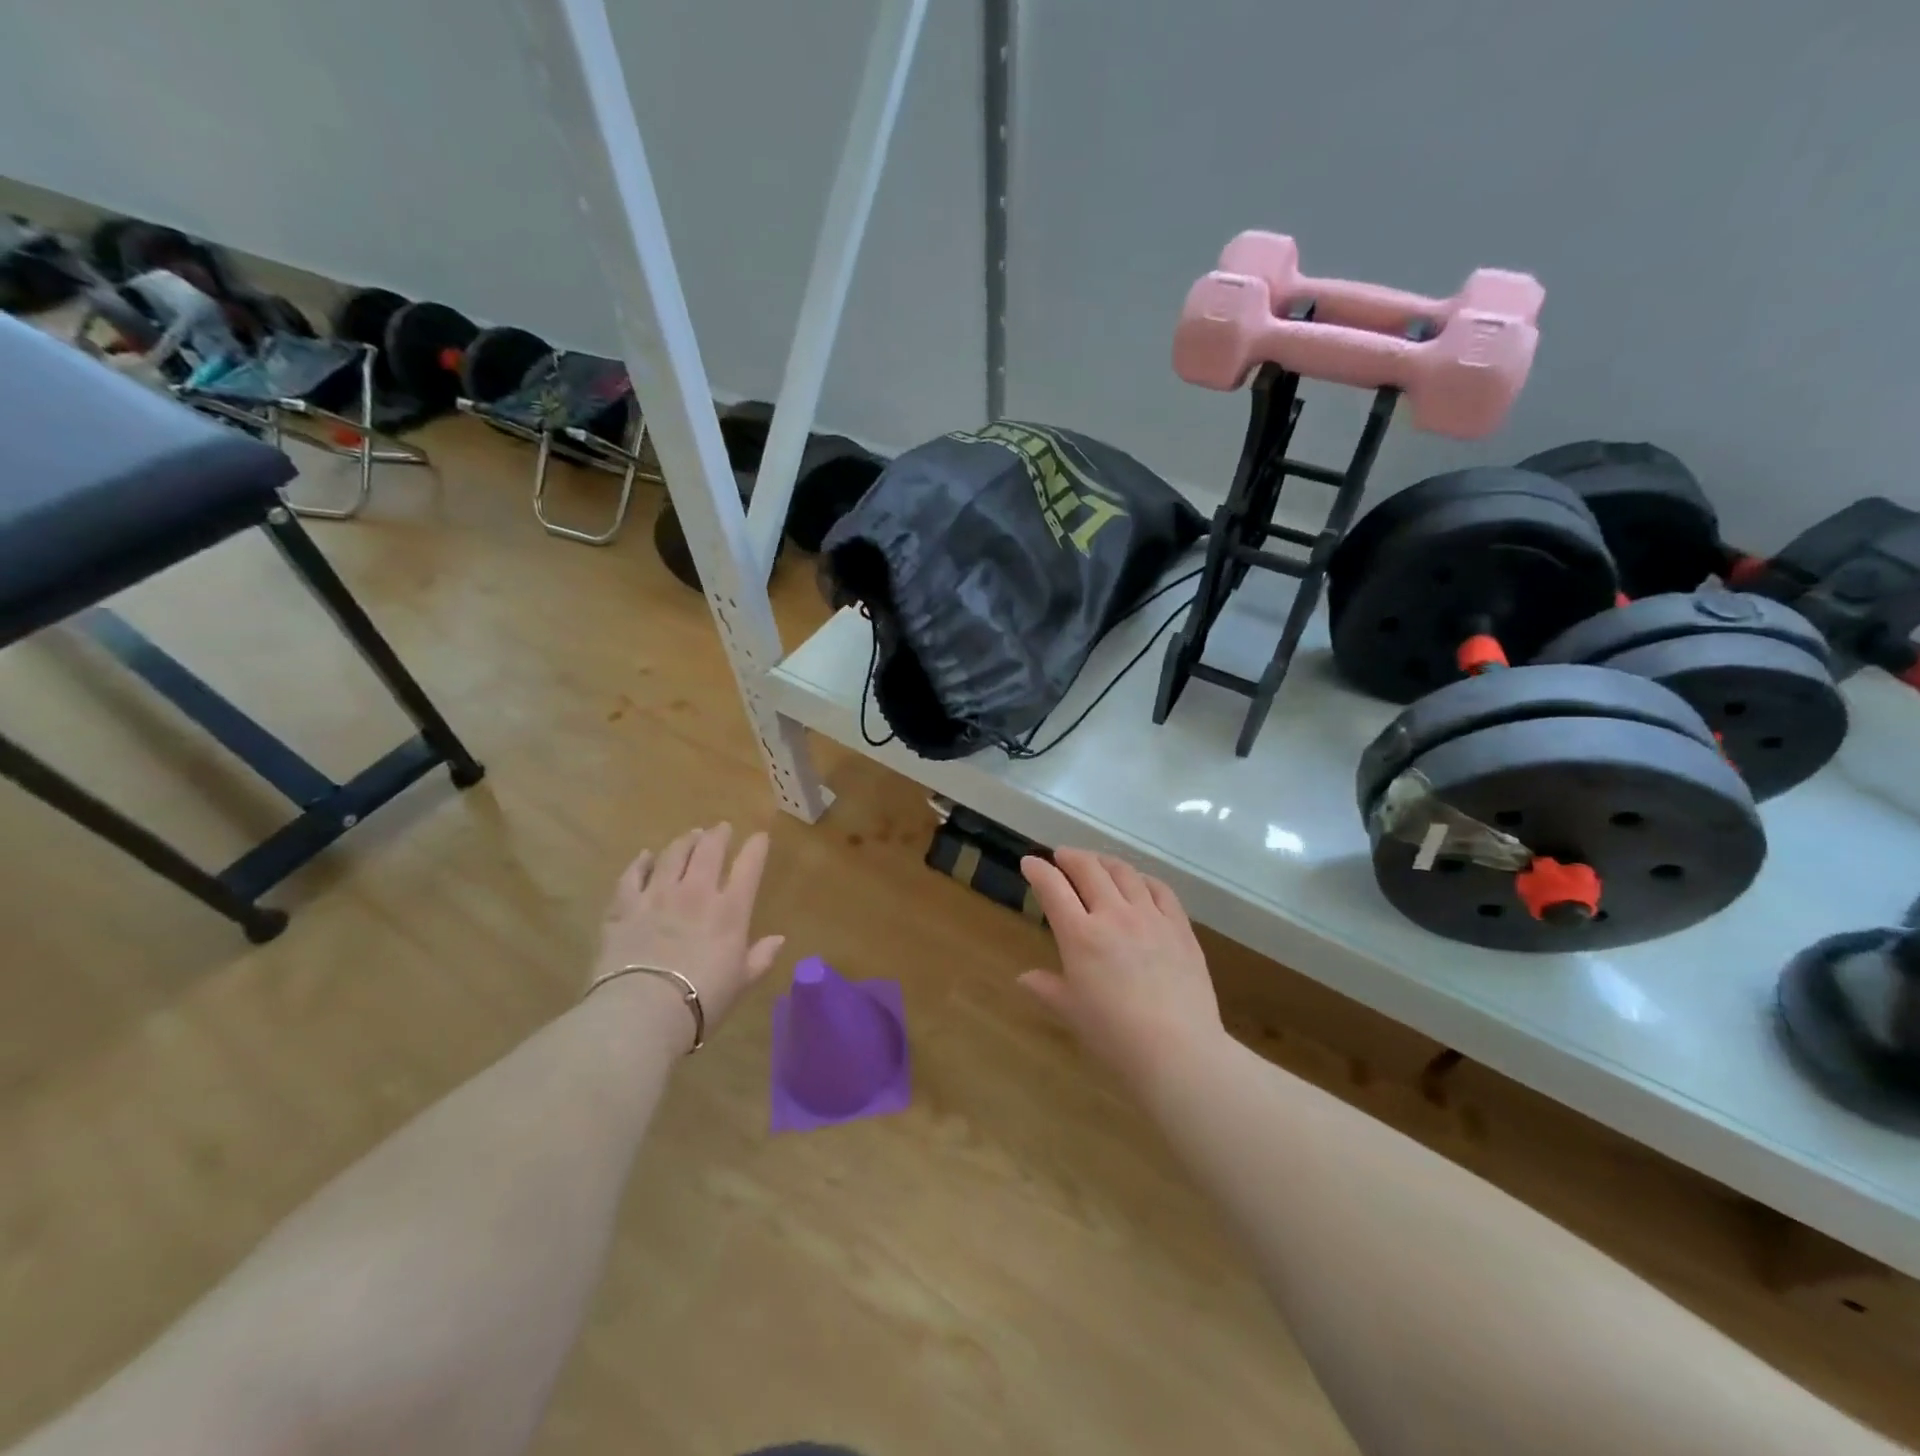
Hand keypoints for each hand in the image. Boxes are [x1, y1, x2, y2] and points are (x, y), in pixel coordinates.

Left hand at [593, 823, 784, 1034]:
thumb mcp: (741, 982)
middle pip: (709, 851)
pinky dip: (640, 863)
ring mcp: (657, 896)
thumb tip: (778, 940)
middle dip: (718, 835)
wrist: (643, 1011)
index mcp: (730, 910)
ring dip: (684, 842)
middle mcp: (695, 893)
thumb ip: (760, 957)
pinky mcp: (624, 907)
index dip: (756, 848)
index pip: (749, 867)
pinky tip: (644, 856)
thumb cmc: (702, 1000)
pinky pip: (632, 876)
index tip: (760, 837)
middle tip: (721, 828)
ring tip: (690, 835)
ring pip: (672, 855)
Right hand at [1019, 849, 1223, 1088]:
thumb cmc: (1115, 1036)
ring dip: (1104, 861)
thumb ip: (1047, 988)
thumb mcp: (1071, 1012)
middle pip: (1088, 869)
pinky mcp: (1180, 927)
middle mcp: (1114, 915)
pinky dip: (1143, 878)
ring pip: (1124, 873)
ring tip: (1097, 862)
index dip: (1038, 870)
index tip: (1030, 862)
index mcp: (1080, 935)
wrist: (1178, 1050)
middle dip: (1070, 857)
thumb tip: (1024, 978)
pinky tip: (1139, 882)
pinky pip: (1160, 889)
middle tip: (1062, 856)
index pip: (1053, 889)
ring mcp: (1150, 917)